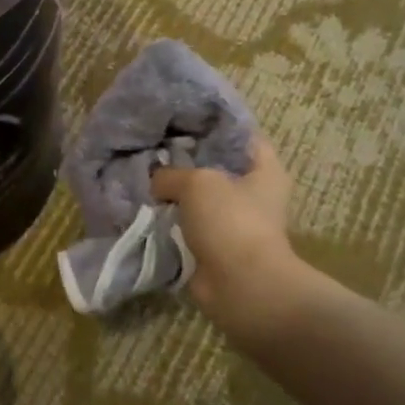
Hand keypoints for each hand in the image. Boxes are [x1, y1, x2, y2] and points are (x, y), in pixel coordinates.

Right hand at [151, 138, 319, 346]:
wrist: (240, 286)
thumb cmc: (230, 222)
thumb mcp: (196, 182)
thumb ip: (171, 174)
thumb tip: (155, 182)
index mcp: (264, 169)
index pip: (240, 134)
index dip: (212, 124)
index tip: (180, 118)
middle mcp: (253, 192)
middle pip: (215, 166)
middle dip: (185, 159)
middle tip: (152, 148)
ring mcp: (234, 221)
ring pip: (198, 198)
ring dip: (174, 193)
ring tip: (141, 177)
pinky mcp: (216, 246)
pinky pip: (187, 225)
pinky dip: (169, 221)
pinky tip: (143, 208)